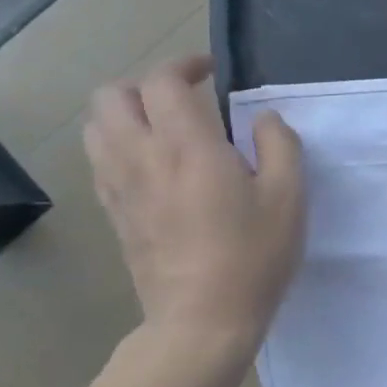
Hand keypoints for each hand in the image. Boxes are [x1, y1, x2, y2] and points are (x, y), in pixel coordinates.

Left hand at [84, 56, 304, 372]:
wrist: (202, 321)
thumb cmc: (253, 256)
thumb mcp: (289, 196)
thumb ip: (280, 143)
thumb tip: (263, 118)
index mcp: (187, 147)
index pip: (162, 82)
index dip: (184, 65)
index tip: (212, 72)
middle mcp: (141, 157)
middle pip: (111, 96)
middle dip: (145, 84)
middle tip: (183, 97)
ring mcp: (119, 187)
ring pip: (96, 127)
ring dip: (126, 113)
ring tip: (164, 127)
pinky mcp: (113, 213)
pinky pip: (100, 160)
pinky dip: (119, 144)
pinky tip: (154, 164)